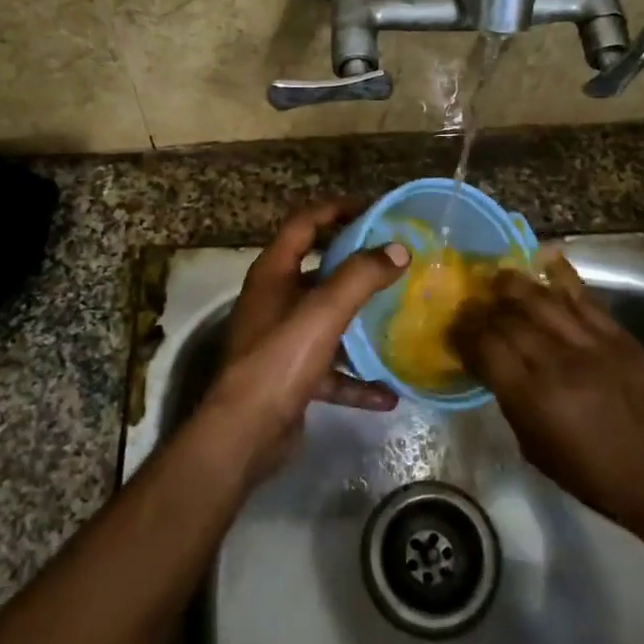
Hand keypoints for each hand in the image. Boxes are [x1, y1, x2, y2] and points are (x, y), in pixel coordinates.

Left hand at [203, 200, 410, 480]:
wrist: (245, 434)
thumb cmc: (279, 360)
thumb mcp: (323, 312)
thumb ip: (360, 277)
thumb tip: (398, 250)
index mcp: (273, 273)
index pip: (304, 223)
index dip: (337, 209)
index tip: (376, 210)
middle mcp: (274, 300)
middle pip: (318, 269)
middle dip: (355, 263)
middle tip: (395, 259)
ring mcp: (281, 339)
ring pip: (327, 320)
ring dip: (360, 321)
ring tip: (399, 318)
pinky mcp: (291, 376)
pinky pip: (331, 369)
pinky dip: (356, 378)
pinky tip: (388, 392)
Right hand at [450, 255, 643, 538]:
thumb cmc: (591, 474)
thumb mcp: (535, 447)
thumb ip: (511, 400)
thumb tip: (493, 366)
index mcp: (532, 398)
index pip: (486, 348)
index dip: (463, 335)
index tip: (452, 329)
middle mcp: (556, 363)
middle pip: (507, 319)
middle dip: (481, 309)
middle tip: (469, 304)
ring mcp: (589, 344)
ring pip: (541, 299)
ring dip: (512, 284)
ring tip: (495, 277)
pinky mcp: (617, 335)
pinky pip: (583, 296)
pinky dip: (562, 274)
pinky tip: (545, 258)